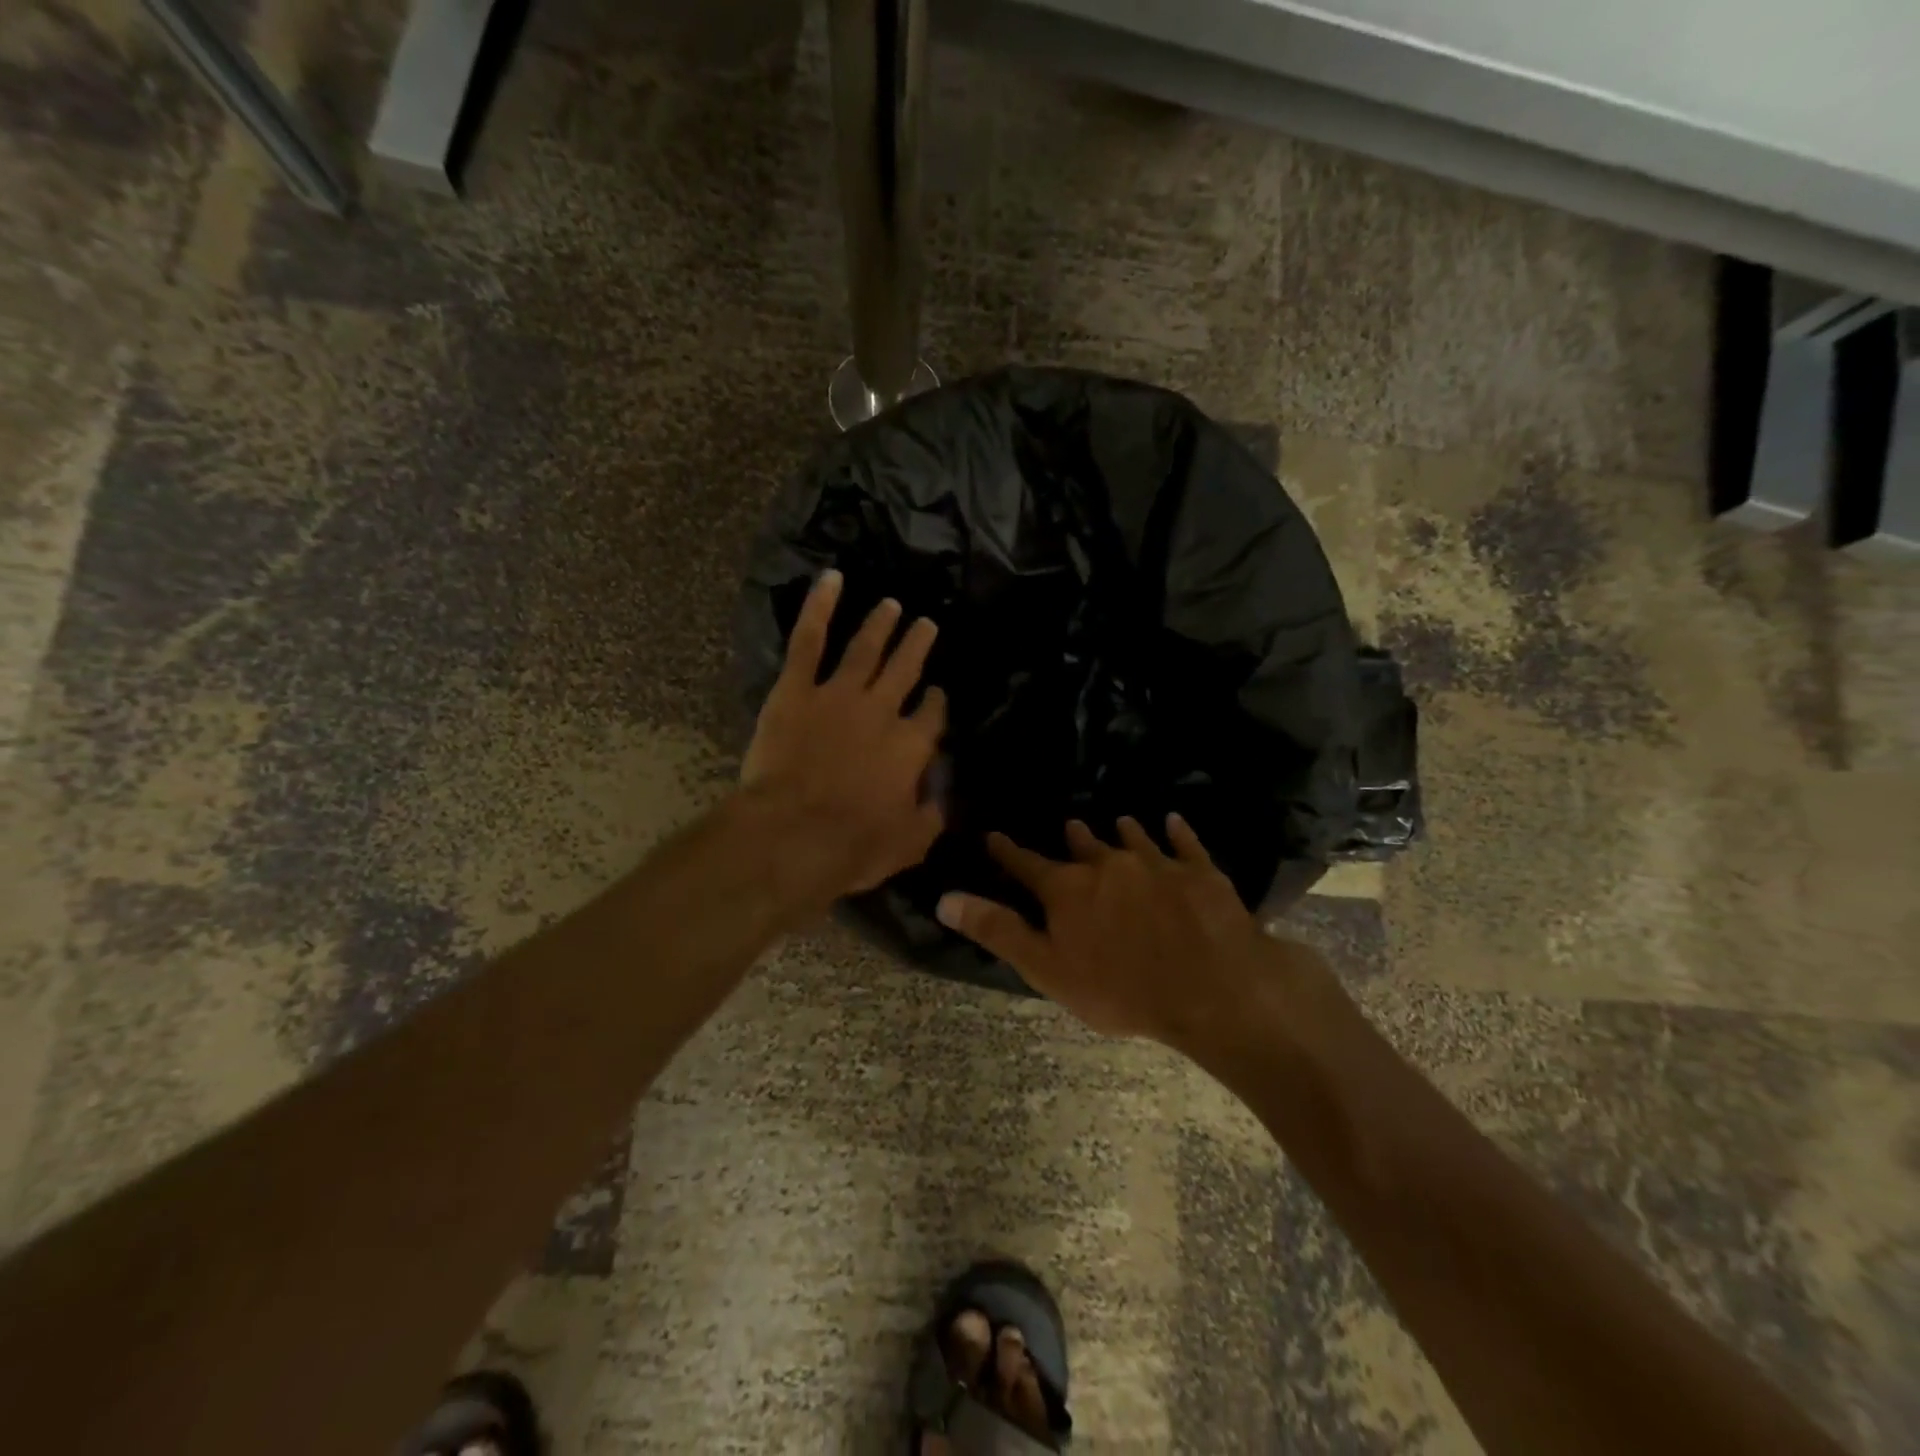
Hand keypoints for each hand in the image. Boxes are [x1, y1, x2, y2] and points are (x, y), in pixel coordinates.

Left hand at [740, 570, 946, 899]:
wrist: (793, 834)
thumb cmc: (852, 845)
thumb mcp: (909, 843)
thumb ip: (932, 815)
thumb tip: (944, 795)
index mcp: (910, 746)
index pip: (931, 715)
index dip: (935, 702)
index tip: (936, 693)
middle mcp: (881, 711)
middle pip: (905, 670)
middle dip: (918, 646)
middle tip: (927, 624)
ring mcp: (838, 694)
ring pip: (865, 649)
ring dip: (881, 625)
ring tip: (892, 605)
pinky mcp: (796, 689)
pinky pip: (809, 640)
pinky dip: (820, 607)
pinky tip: (832, 579)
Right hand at [935, 816, 1289, 1048]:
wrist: (1211, 990)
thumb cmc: (1121, 989)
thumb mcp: (1047, 969)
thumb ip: (998, 931)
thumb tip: (945, 898)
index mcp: (1068, 889)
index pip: (1027, 864)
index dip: (1007, 851)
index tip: (993, 836)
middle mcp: (1108, 864)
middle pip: (1084, 845)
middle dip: (1074, 838)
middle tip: (1070, 826)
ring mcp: (1156, 864)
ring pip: (1132, 838)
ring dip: (1122, 831)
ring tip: (1119, 821)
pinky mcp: (1199, 873)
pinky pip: (1184, 842)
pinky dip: (1176, 831)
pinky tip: (1173, 822)